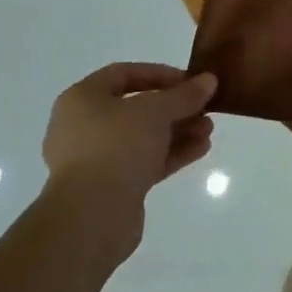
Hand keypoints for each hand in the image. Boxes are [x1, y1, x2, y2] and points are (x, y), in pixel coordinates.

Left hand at [41, 62, 217, 263]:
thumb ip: (184, 95)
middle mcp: (84, 126)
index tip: (190, 80)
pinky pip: (144, 162)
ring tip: (209, 130)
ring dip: (177, 131)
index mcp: (82, 99)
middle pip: (136, 108)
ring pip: (143, 137)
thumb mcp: (156, 111)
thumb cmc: (116, 147)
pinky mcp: (111, 188)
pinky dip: (171, 154)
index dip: (160, 74)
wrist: (91, 217)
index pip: (124, 74)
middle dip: (174, 107)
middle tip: (205, 108)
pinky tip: (201, 149)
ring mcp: (96, 160)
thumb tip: (209, 80)